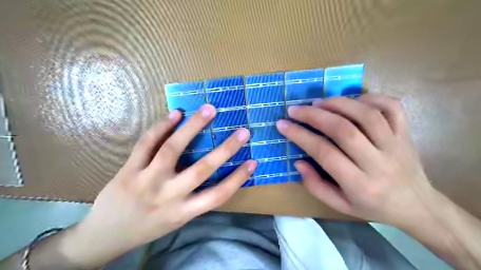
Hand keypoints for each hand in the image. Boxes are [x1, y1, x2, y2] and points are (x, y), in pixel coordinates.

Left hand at [62, 104, 257, 265]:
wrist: (103, 237)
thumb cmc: (147, 228)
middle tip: (242, 131)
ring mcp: (146, 180)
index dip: (238, 178)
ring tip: (209, 110)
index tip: (253, 161)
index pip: (218, 195)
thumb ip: (194, 199)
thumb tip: (214, 173)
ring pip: (172, 149)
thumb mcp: (176, 220)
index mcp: (183, 212)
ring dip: (193, 127)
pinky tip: (176, 114)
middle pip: (201, 169)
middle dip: (226, 149)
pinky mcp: (128, 170)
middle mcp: (168, 196)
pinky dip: (162, 127)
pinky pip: (147, 144)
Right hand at [277, 94, 434, 226]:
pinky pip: (392, 107)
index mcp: (360, 184)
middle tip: (295, 109)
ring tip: (318, 102)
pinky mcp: (406, 133)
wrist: (417, 206)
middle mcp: (378, 162)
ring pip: (366, 115)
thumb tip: (298, 162)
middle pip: (343, 130)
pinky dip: (371, 98)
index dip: (300, 136)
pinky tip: (353, 100)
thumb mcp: (340, 205)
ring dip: (338, 103)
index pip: (324, 153)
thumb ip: (315, 186)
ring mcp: (396, 145)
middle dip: (314, 116)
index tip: (282, 125)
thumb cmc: (373, 207)